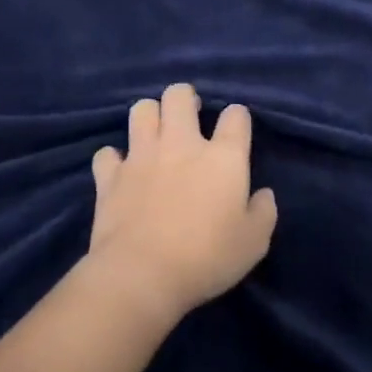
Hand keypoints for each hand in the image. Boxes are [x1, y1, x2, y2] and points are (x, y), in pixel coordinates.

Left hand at [86, 84, 277, 323]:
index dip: (237, 118)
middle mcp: (181, 144)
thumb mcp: (254, 242)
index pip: (236, 115)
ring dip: (150, 117)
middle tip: (190, 117)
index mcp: (223, 157)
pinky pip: (107, 153)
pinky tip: (122, 171)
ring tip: (156, 135)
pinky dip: (114, 159)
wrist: (142, 276)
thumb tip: (262, 194)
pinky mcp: (110, 177)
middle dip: (186, 98)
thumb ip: (264, 212)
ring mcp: (141, 156)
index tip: (236, 131)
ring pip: (141, 110)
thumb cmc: (207, 258)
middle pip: (179, 95)